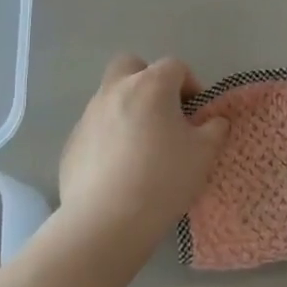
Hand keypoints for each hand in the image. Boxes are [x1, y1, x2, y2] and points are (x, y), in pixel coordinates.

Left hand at [58, 54, 229, 240]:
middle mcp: (115, 91)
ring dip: (128, 110)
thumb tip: (214, 121)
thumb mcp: (204, 154)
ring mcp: (88, 116)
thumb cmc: (164, 178)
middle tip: (163, 112)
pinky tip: (120, 169)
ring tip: (142, 148)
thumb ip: (214, 129)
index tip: (196, 113)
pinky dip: (109, 138)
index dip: (190, 84)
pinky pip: (95, 129)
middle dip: (148, 80)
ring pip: (110, 97)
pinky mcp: (72, 143)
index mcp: (151, 86)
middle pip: (130, 66)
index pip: (174, 66)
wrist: (107, 221)